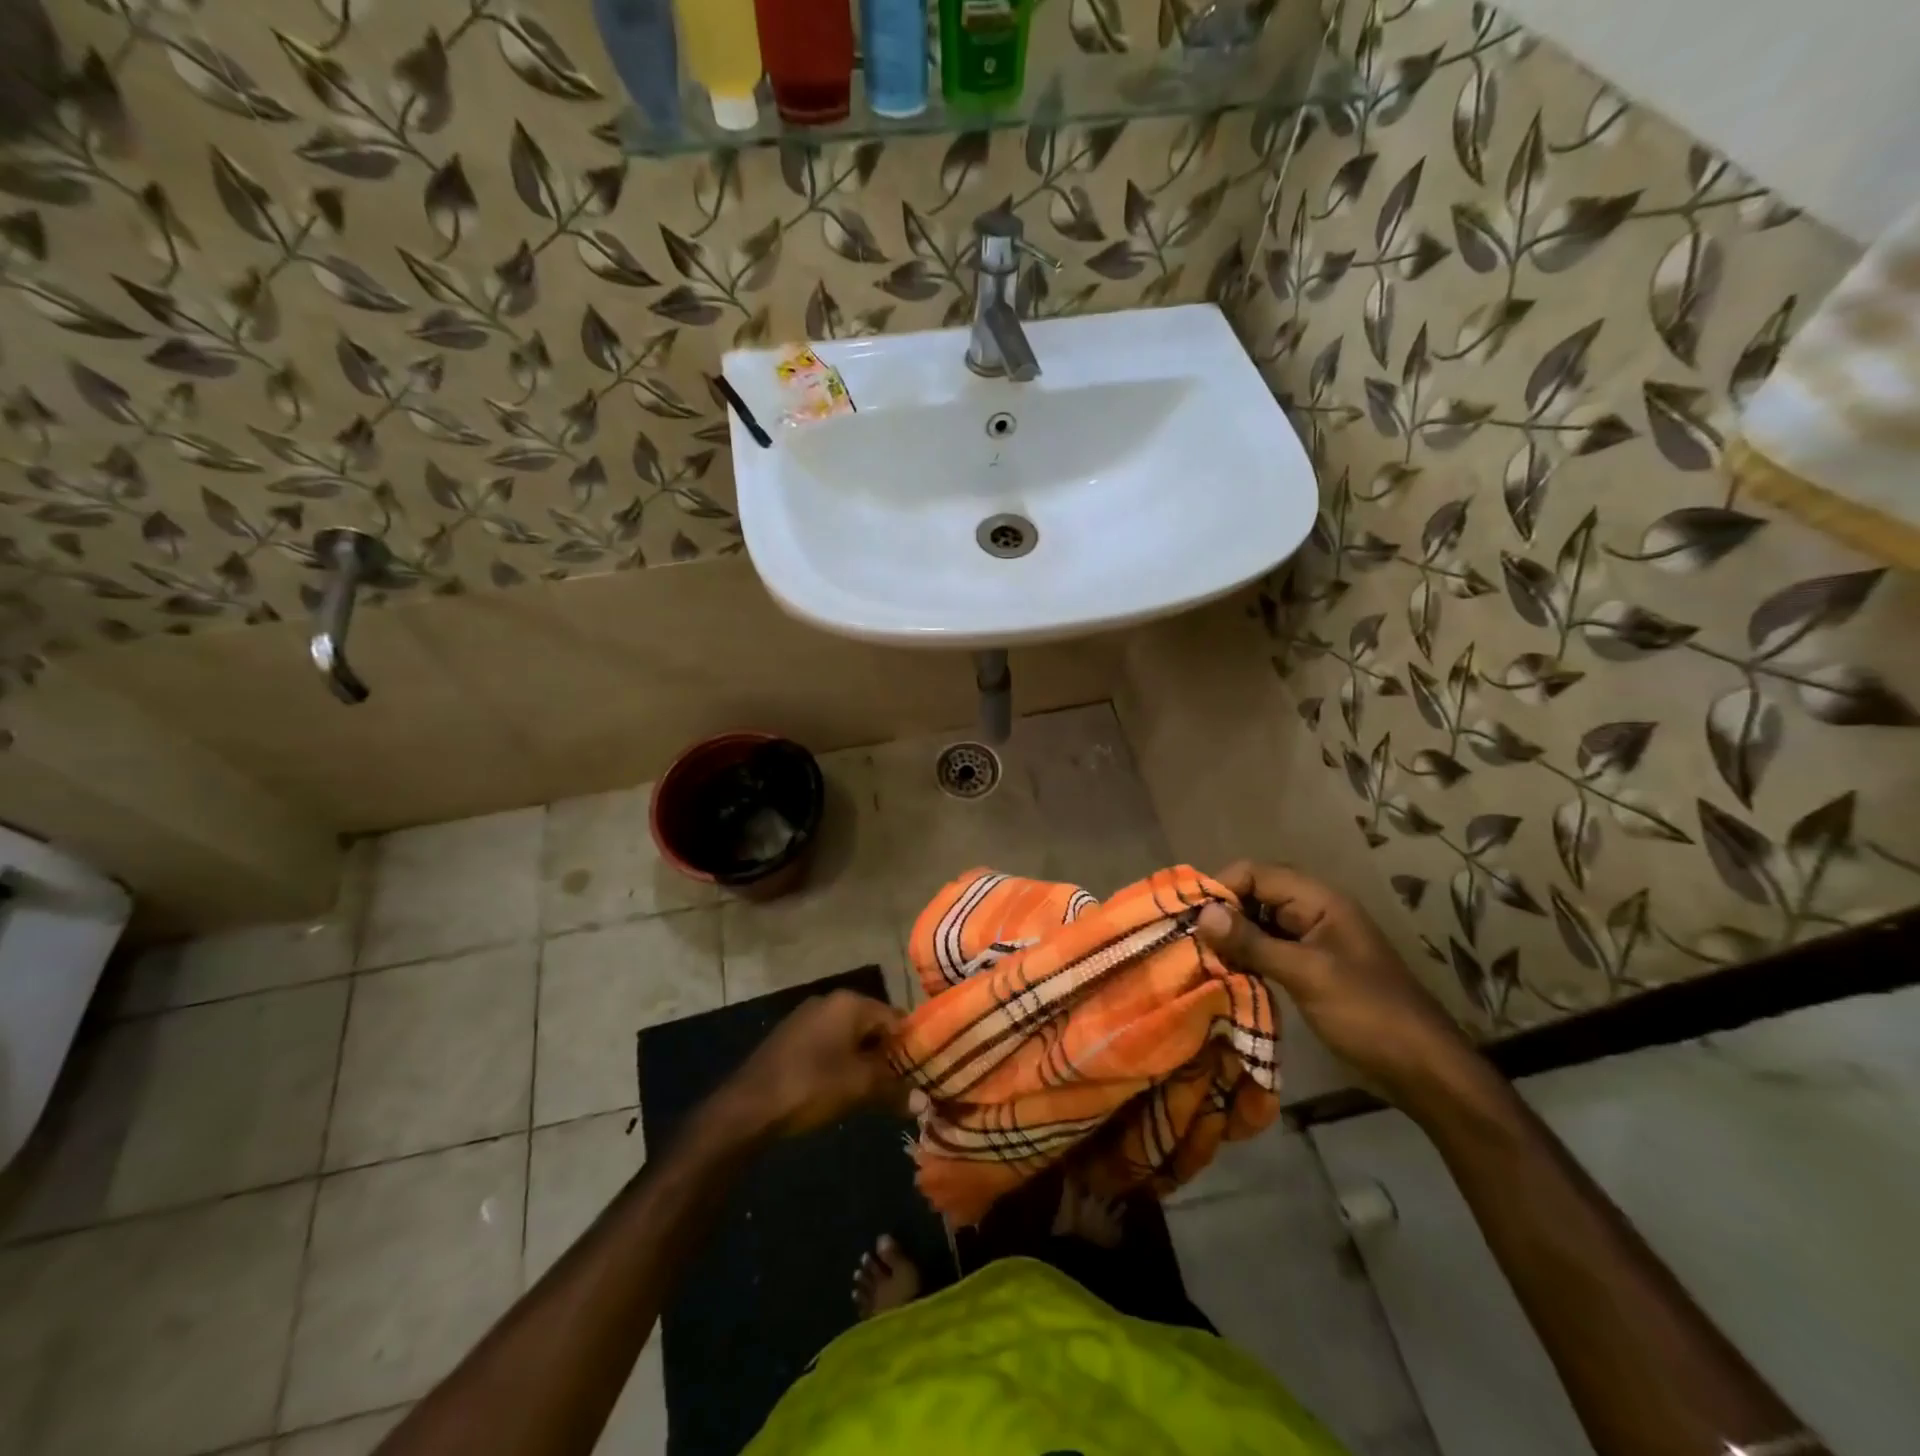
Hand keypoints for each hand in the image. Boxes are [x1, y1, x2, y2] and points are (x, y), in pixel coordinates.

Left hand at [714, 990, 903, 1138]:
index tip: (921, 1075)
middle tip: (899, 1087)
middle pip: (873, 1026)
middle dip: (887, 1056)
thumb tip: (924, 1101)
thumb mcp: (860, 1088)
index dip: (911, 1047)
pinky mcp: (791, 1037)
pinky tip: (840, 1090)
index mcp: (851, 1002)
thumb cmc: (812, 1085)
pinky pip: (828, 1045)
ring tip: (873, 1093)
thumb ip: (896, 1090)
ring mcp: (807, 1017)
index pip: (896, 1018)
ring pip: (849, 1037)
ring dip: (863, 1061)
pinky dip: (840, 1063)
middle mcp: (830, 1001)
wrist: (748, 1106)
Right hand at [1196, 861, 1480, 1111]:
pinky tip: (1224, 973)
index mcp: (1318, 900)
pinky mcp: (1311, 969)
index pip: (1256, 873)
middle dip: (1222, 912)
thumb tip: (1202, 913)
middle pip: (1256, 895)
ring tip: (1198, 956)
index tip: (1187, 915)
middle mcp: (1314, 911)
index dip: (1220, 887)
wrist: (1424, 1070)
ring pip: (1260, 923)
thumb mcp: (1306, 974)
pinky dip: (1246, 957)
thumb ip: (1253, 941)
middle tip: (1187, 937)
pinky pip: (1269, 949)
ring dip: (1232, 936)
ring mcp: (1313, 941)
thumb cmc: (1367, 1013)